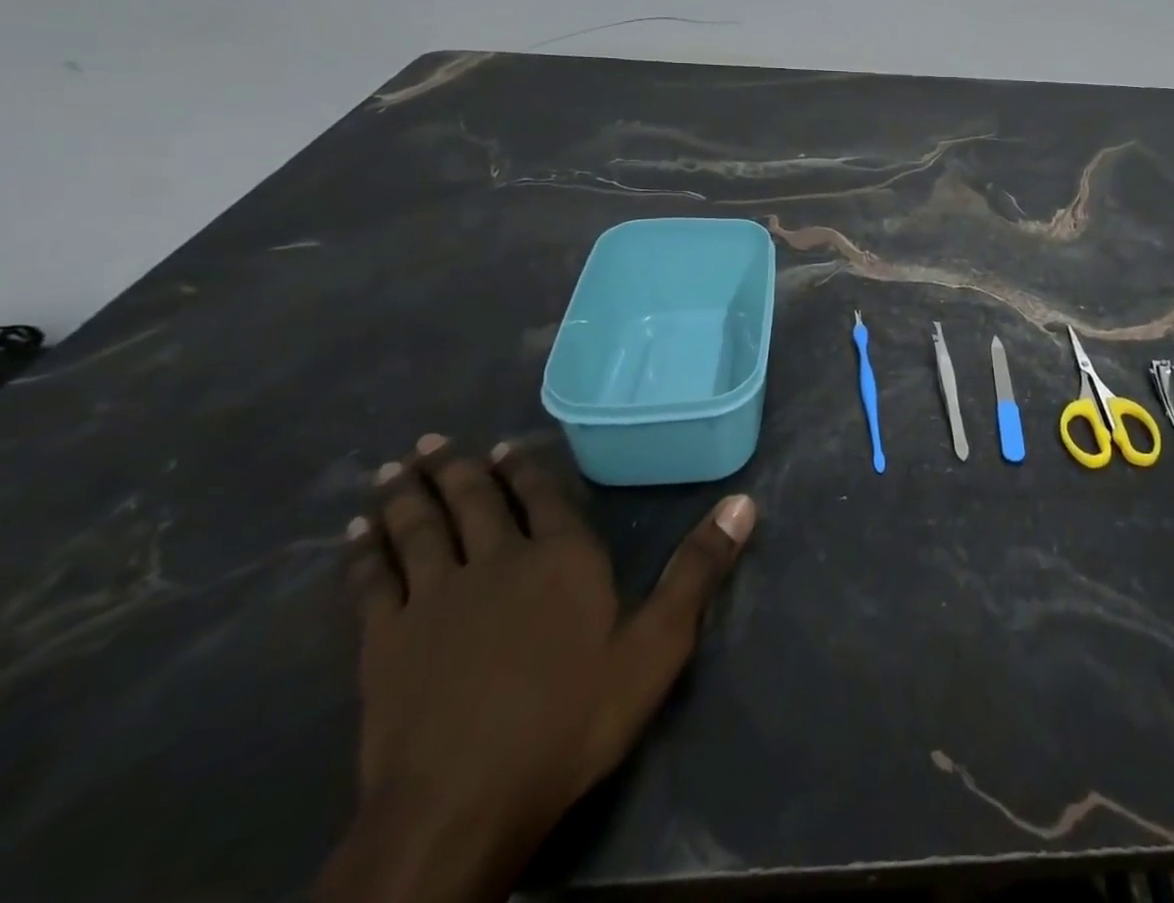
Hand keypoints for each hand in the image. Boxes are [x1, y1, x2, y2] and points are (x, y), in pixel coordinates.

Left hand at [314, 435, 755, 902]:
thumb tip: (745, 502)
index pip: (542, 495)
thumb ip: (698, 570)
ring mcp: (435, 598)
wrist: (460, 805)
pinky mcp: (385, 641)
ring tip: (397, 466)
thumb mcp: (656, 646)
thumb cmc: (570, 718)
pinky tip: (357, 534)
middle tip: (435, 439)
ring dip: (407, 495)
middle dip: (457, 467)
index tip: (508, 447)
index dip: (526, 469)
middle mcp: (496, 560)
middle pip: (473, 500)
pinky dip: (365, 553)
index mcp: (561, 556)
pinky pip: (372, 582)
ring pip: (418, 529)